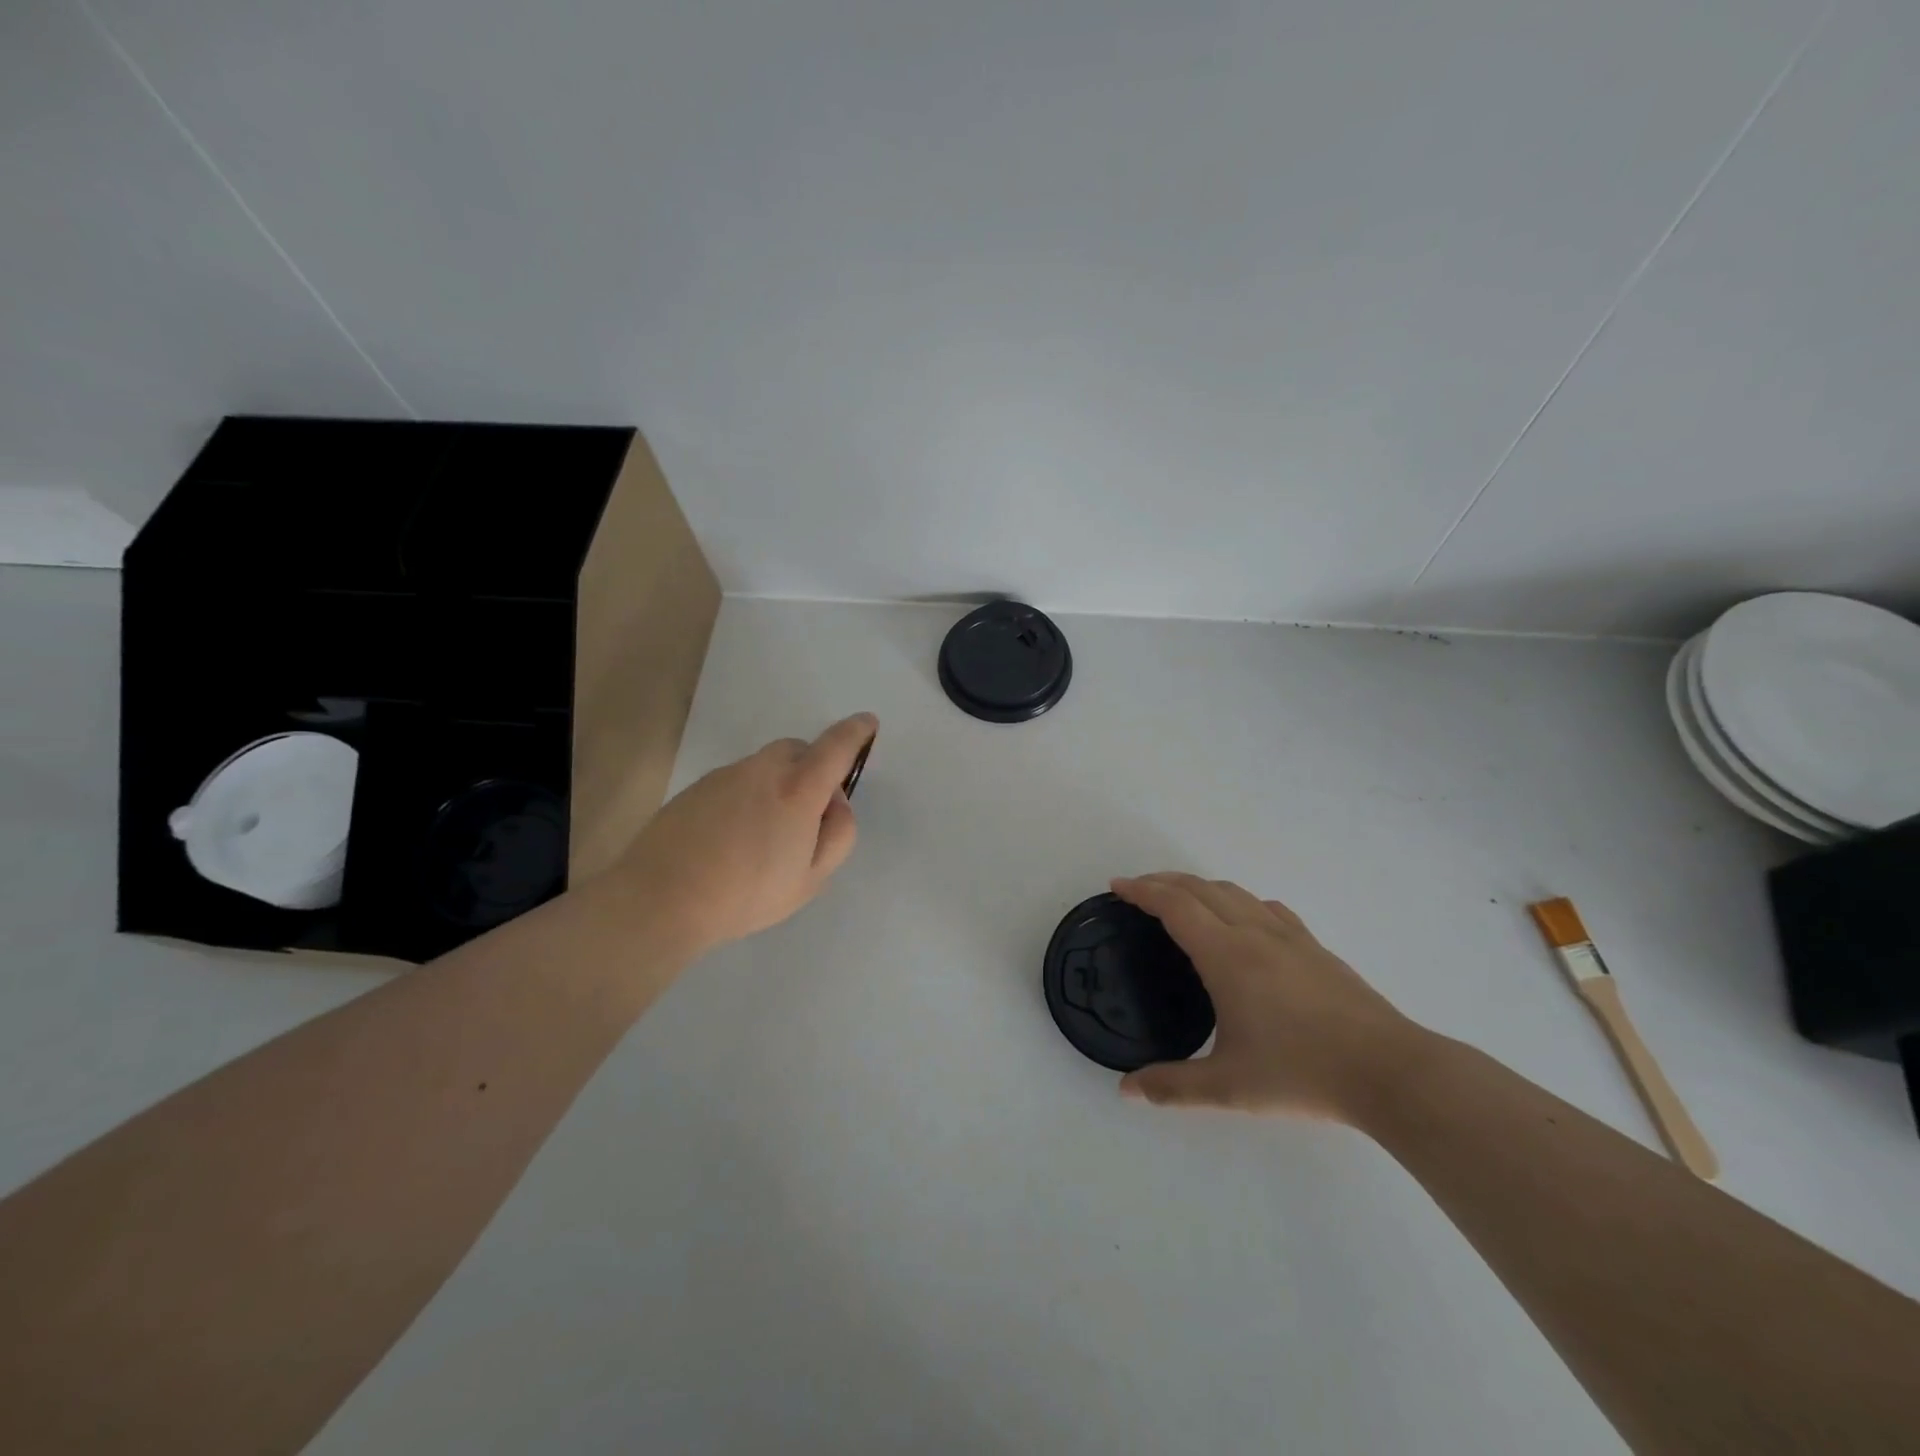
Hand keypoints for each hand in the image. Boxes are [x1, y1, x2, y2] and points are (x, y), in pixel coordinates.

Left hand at [617, 714, 877, 955]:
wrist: (661, 899)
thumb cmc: (747, 894)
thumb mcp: (811, 879)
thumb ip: (837, 836)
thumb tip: (835, 805)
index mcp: (798, 789)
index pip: (836, 747)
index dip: (856, 732)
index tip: (867, 723)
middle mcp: (762, 770)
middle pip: (798, 750)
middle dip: (813, 767)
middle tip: (809, 813)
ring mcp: (725, 775)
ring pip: (765, 767)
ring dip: (778, 784)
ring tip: (765, 835)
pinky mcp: (697, 788)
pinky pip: (737, 781)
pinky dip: (747, 796)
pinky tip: (733, 838)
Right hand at [1110, 873, 1417, 1120]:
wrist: (1389, 1070)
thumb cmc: (1302, 1073)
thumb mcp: (1229, 1087)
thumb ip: (1172, 1086)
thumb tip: (1126, 1090)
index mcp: (1227, 955)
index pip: (1175, 906)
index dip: (1142, 891)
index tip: (1117, 886)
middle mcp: (1254, 932)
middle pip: (1200, 888)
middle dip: (1163, 881)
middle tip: (1137, 889)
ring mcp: (1289, 935)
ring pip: (1234, 892)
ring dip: (1199, 886)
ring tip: (1180, 899)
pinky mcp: (1315, 946)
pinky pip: (1265, 907)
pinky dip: (1237, 900)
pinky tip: (1242, 919)